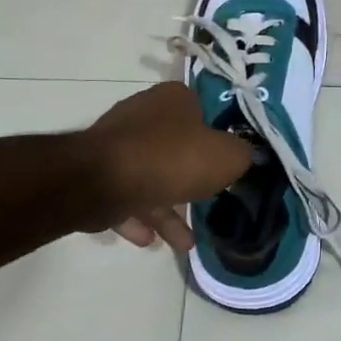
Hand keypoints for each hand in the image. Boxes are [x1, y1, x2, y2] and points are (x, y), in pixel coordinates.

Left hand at [83, 82, 252, 251]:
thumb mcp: (226, 157)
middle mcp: (144, 114)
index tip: (228, 163)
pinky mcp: (98, 172)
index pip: (204, 111)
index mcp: (174, 98)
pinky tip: (151, 241)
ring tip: (185, 242)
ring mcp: (118, 144)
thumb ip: (242, 155)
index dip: (219, 137)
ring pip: (151, 176)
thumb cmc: (172, 159)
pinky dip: (140, 217)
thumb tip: (243, 155)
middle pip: (177, 147)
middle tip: (208, 202)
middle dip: (192, 179)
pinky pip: (126, 195)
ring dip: (167, 209)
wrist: (103, 181)